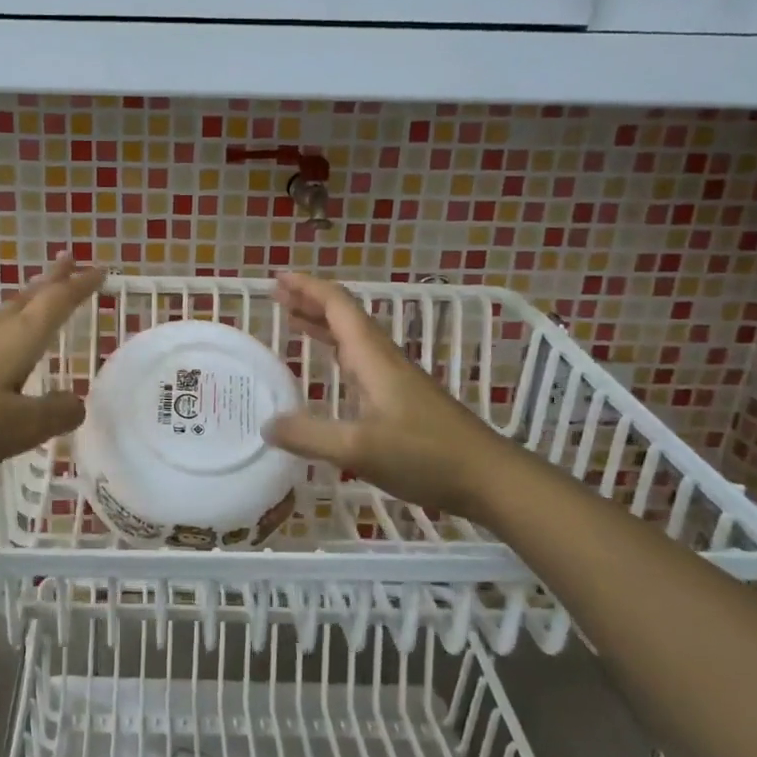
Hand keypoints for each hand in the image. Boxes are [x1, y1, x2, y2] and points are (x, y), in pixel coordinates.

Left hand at [0, 255, 105, 471]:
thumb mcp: (20, 427)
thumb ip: (55, 413)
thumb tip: (76, 403)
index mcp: (19, 338)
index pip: (58, 302)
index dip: (81, 286)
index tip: (101, 269)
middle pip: (30, 295)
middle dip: (54, 279)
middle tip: (71, 259)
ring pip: (7, 310)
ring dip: (30, 297)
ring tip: (42, 293)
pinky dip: (8, 322)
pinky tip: (0, 340)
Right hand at [262, 272, 508, 514]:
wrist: (489, 478)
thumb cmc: (425, 455)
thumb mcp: (358, 448)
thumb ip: (309, 435)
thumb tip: (267, 424)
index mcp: (373, 358)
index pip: (338, 307)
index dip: (307, 288)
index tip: (277, 278)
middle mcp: (384, 360)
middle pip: (345, 317)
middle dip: (310, 301)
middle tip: (277, 295)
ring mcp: (396, 380)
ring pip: (353, 339)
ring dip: (322, 325)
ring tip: (293, 321)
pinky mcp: (403, 400)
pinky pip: (360, 362)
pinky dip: (336, 353)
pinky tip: (331, 368)